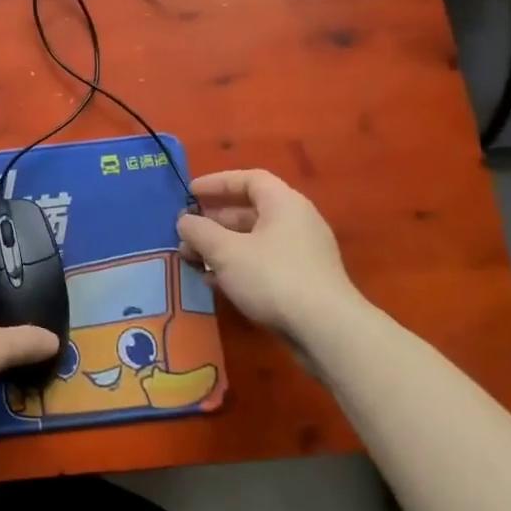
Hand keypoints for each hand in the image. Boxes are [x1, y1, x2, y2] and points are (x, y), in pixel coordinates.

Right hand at [176, 169, 361, 339]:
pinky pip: (263, 263)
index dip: (217, 183)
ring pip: (254, 240)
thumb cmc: (272, 277)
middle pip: (250, 211)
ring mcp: (303, 253)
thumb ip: (200, 231)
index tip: (190, 194)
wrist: (326, 330)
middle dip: (213, 220)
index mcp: (283, 203)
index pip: (248, 179)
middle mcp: (296, 222)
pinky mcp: (303, 281)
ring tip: (193, 259)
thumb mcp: (226, 251)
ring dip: (221, 246)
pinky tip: (215, 282)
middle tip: (186, 232)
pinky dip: (238, 266)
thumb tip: (184, 221)